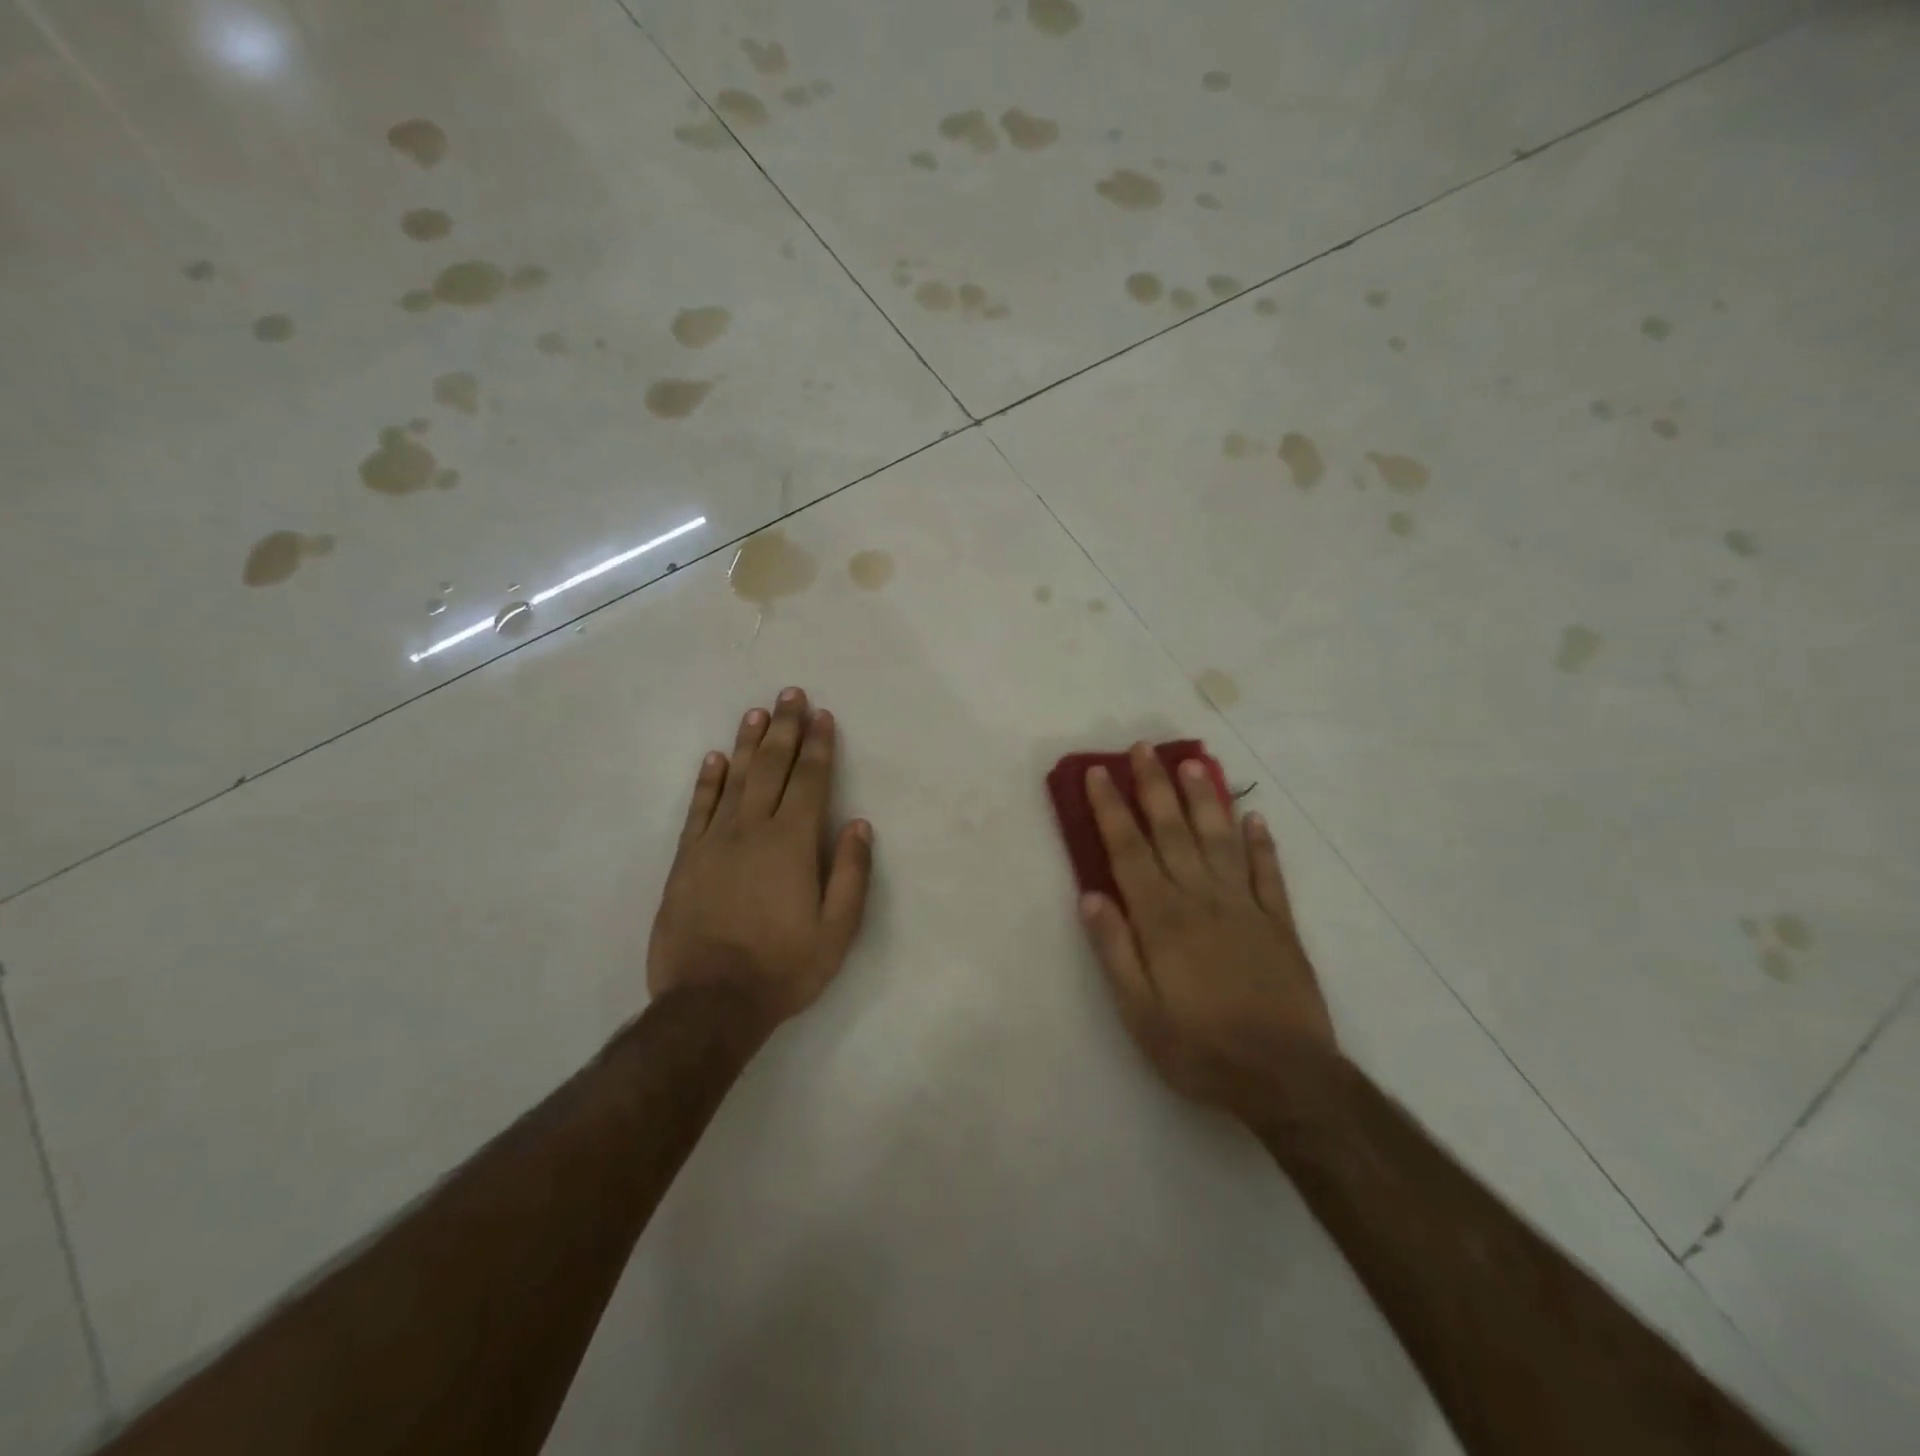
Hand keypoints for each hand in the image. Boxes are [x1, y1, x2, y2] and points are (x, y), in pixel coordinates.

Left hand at [647, 688, 872, 1035]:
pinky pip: (698, 809)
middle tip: (790, 694)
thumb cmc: (782, 967)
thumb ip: (850, 873)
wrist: (709, 1002)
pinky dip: (707, 781)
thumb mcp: (836, 930)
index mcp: (792, 843)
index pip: (809, 781)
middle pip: (771, 768)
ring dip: (747, 743)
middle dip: (784, 729)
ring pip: (734, 779)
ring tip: (756, 712)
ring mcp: (714, 842)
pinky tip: (715, 759)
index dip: (818, 746)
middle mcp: (752, 830)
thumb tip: (858, 824)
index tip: (822, 716)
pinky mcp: (686, 860)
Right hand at [1079, 743, 1337, 1121]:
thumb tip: (1090, 895)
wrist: (1286, 1079)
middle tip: (1143, 748)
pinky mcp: (1280, 924)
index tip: (1097, 774)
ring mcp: (1246, 908)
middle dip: (1154, 787)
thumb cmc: (1200, 1049)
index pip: (1129, 851)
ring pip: (1220, 840)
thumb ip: (1114, 950)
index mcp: (1163, 920)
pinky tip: (1254, 817)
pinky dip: (1261, 844)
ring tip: (1193, 763)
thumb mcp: (1139, 1013)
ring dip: (1204, 799)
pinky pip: (1269, 874)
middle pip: (1173, 831)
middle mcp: (1202, 899)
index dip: (1111, 810)